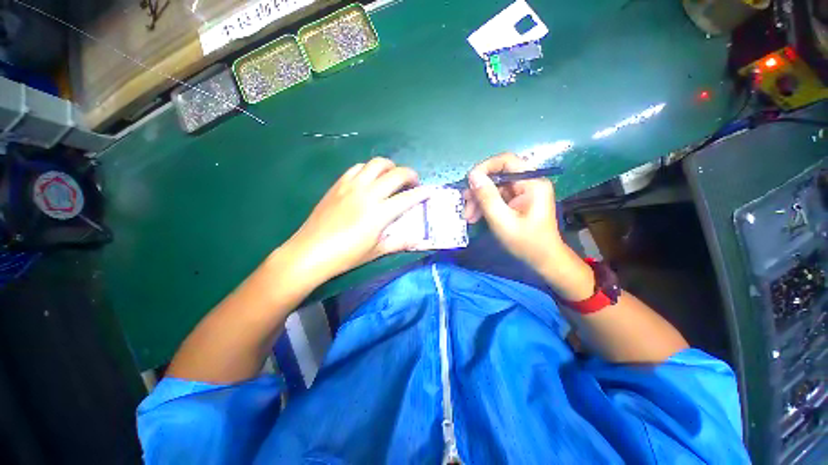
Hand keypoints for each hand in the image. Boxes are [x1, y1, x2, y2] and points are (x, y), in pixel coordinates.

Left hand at [283, 157, 431, 282]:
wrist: (309, 252)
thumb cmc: (345, 256)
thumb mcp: (375, 252)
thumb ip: (399, 242)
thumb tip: (418, 240)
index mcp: (379, 213)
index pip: (408, 197)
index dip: (422, 193)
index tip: (430, 191)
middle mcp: (367, 194)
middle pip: (395, 174)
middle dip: (410, 175)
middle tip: (413, 183)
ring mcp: (351, 186)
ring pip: (376, 164)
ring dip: (390, 167)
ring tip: (392, 177)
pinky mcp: (338, 184)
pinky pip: (357, 168)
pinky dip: (369, 169)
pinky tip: (369, 179)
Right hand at [463, 153, 564, 271]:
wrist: (543, 260)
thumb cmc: (526, 242)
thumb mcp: (502, 221)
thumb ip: (487, 197)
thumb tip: (472, 175)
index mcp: (531, 183)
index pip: (506, 161)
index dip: (485, 167)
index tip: (469, 182)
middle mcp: (528, 183)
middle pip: (497, 175)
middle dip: (478, 190)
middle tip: (465, 204)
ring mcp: (521, 192)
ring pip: (493, 187)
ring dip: (478, 200)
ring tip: (468, 216)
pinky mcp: (516, 201)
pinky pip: (496, 197)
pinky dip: (484, 206)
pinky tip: (475, 217)